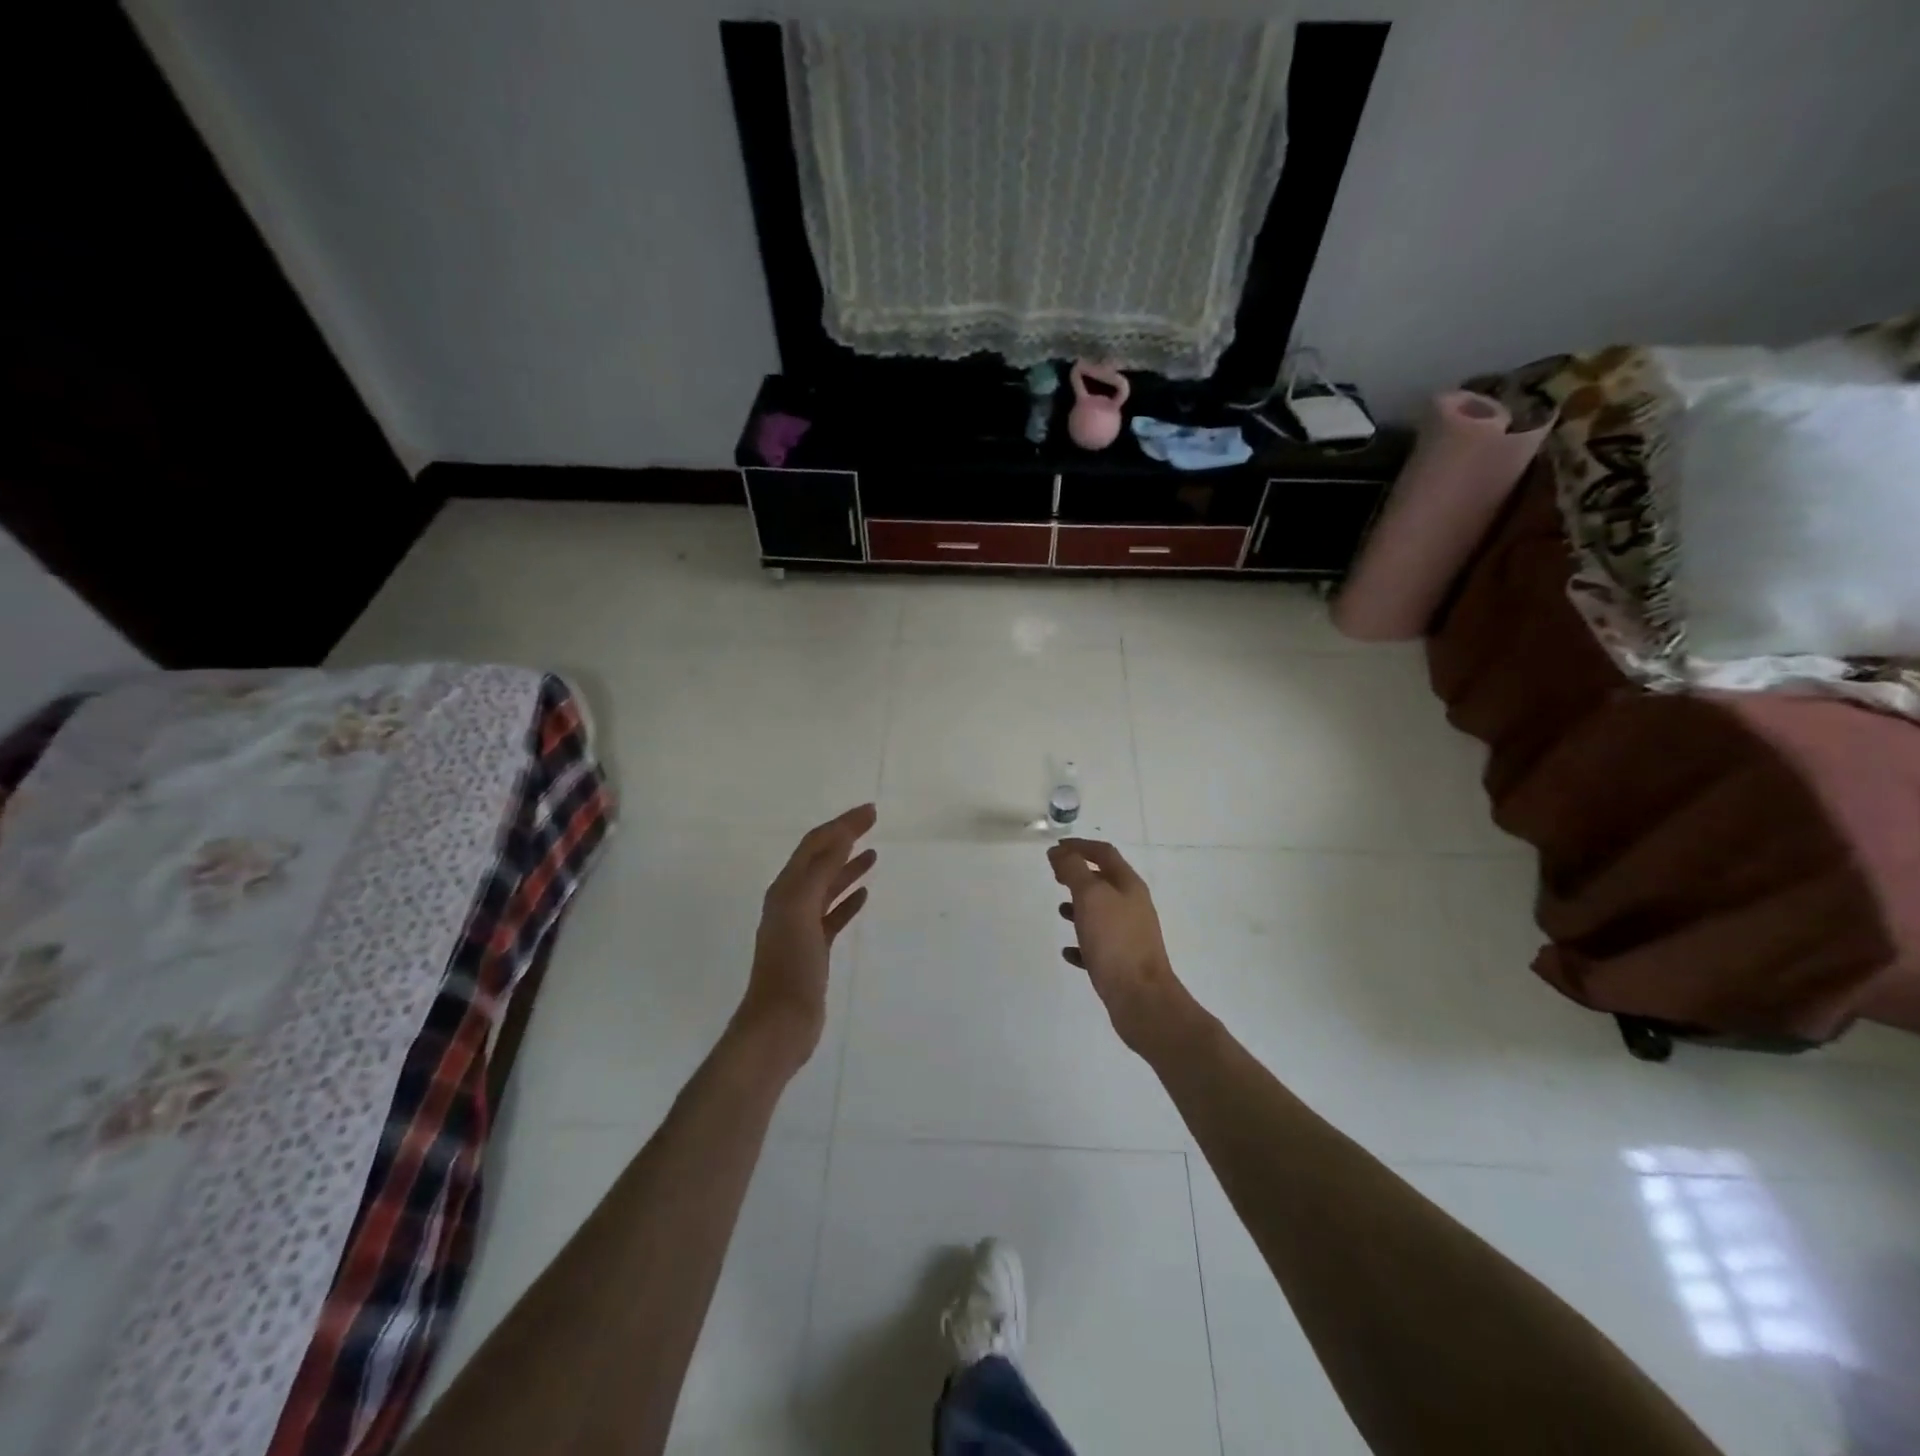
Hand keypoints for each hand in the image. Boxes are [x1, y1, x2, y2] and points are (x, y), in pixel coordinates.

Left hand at [736, 804, 876, 1068]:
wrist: (779, 1024)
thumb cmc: (790, 966)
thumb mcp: (802, 911)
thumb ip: (820, 872)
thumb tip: (841, 836)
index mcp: (785, 889)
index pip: (815, 844)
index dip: (841, 824)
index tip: (870, 811)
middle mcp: (791, 901)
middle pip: (821, 860)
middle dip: (845, 838)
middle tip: (873, 822)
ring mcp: (802, 926)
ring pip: (828, 886)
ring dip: (848, 866)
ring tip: (873, 854)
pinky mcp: (814, 948)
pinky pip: (833, 915)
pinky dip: (848, 900)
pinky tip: (864, 895)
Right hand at [1049, 838, 1195, 1053]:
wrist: (1141, 998)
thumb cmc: (1115, 941)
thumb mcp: (1090, 897)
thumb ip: (1073, 870)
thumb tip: (1059, 852)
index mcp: (1129, 885)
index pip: (1104, 853)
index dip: (1079, 846)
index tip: (1055, 848)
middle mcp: (1133, 906)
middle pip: (1104, 881)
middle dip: (1079, 875)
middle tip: (1055, 876)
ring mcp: (1129, 934)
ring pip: (1101, 912)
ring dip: (1080, 907)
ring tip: (1060, 910)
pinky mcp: (1122, 961)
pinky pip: (1098, 945)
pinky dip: (1082, 942)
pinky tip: (1068, 951)